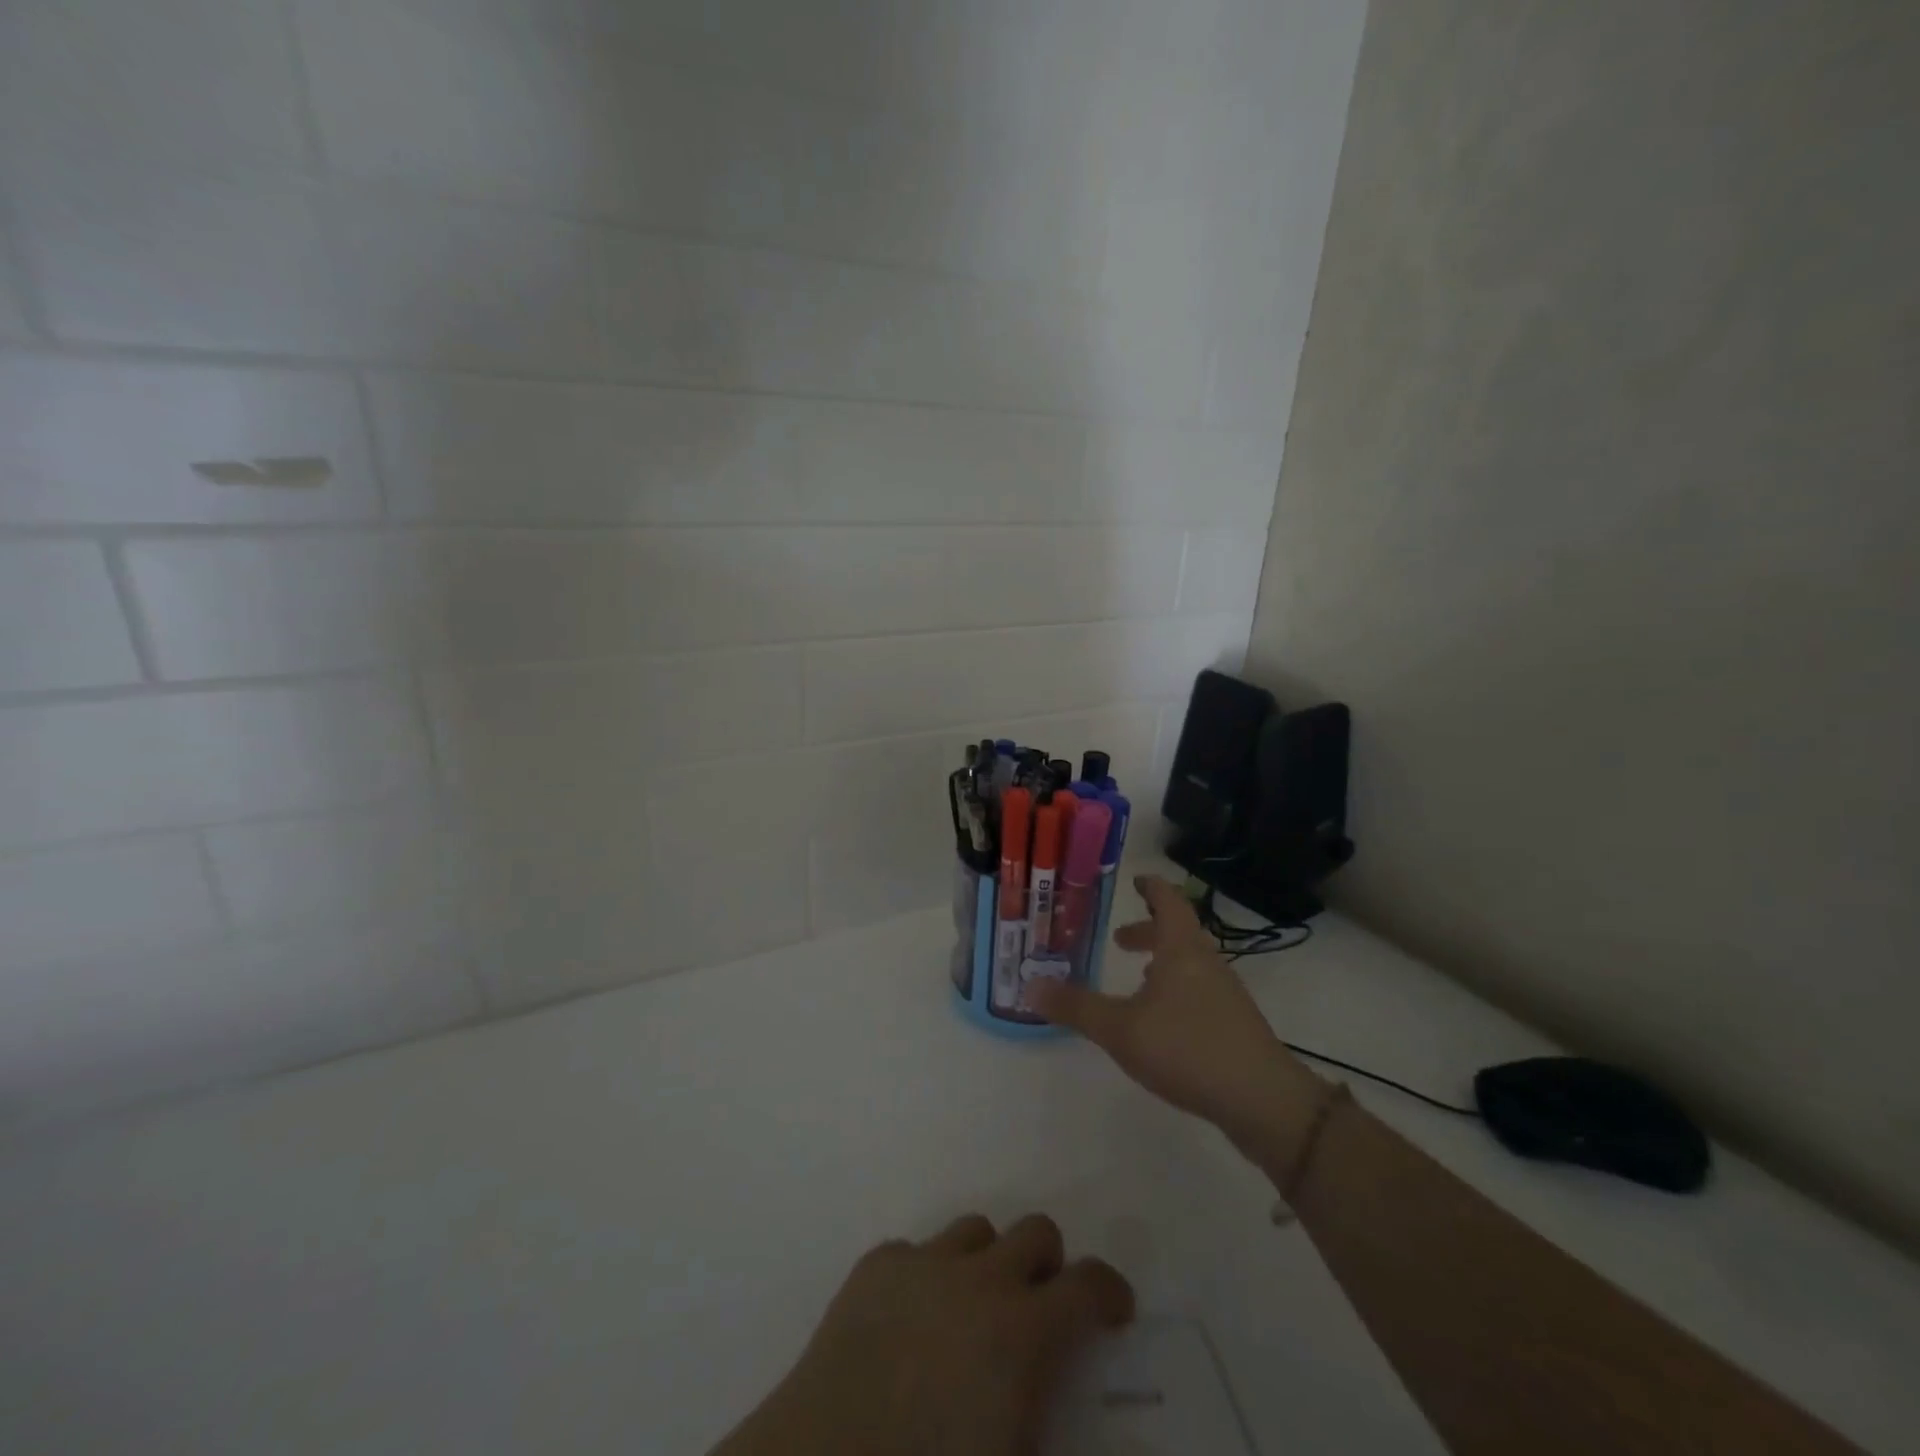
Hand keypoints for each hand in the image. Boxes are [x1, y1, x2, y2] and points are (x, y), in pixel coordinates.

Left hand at [712, 1213, 1132, 1455]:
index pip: (1087, 1284)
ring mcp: (921, 1263)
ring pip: (975, 1230)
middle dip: (1049, 1266)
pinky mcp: (874, 1266)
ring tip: (973, 1314)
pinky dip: (926, 1277)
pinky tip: (910, 1325)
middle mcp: (977, 1277)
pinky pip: (916, 1251)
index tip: (1114, 1312)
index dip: (1110, 1292)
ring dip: (988, 1263)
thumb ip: (1072, 1443)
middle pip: (1034, 1232)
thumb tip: (1130, 1442)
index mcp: (1021, 1330)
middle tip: (1041, 1310)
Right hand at [1027, 876, 1321, 1152]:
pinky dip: (1175, 989)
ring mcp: (1225, 994)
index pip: (1168, 901)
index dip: (1151, 887)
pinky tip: (1161, 1021)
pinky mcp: (1233, 1024)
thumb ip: (1075, 1007)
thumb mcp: (1120, 1028)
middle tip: (1120, 938)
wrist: (1262, 1100)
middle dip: (1148, 931)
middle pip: (1178, 932)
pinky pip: (1198, 990)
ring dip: (1161, 962)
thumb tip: (1030, 986)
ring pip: (1189, 964)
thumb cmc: (1187, 1047)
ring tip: (1136, 978)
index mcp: (1181, 949)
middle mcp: (1206, 962)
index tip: (1135, 880)